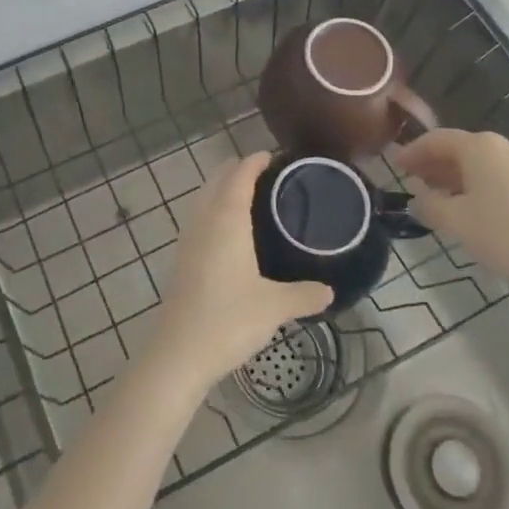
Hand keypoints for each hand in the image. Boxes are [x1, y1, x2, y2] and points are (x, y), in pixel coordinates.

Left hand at [152, 151, 333, 385]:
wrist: (179, 352)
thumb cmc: (228, 319)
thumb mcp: (275, 306)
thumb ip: (305, 294)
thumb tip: (330, 291)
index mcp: (227, 217)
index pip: (241, 173)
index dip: (257, 160)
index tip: (276, 157)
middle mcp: (205, 218)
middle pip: (219, 178)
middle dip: (240, 169)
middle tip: (271, 176)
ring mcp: (189, 237)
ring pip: (205, 196)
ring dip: (225, 188)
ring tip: (254, 199)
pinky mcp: (182, 257)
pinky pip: (200, 217)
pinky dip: (216, 209)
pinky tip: (232, 233)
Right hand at [393, 129, 508, 297]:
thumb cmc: (504, 234)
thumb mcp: (455, 221)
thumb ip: (429, 206)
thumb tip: (417, 200)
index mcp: (479, 146)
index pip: (436, 140)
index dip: (412, 151)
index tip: (394, 165)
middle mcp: (503, 146)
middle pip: (459, 148)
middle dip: (433, 164)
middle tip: (411, 181)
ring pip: (479, 164)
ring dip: (454, 176)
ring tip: (437, 197)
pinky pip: (497, 176)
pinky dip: (476, 185)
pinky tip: (469, 207)